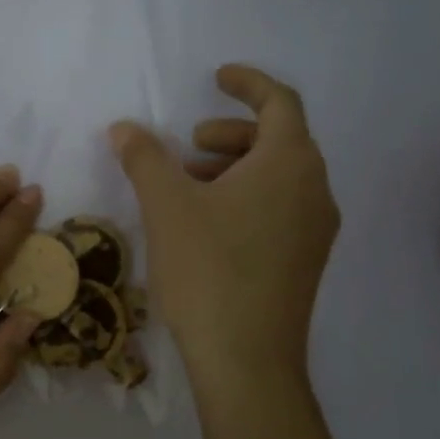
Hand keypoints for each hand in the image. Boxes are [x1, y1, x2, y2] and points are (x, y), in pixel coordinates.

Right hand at [110, 65, 337, 386]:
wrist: (248, 360)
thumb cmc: (209, 269)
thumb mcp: (166, 206)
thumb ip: (144, 158)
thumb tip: (123, 128)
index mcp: (290, 164)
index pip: (280, 102)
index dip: (248, 83)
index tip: (216, 78)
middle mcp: (314, 190)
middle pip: (279, 140)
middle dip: (231, 133)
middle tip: (188, 145)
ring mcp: (315, 230)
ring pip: (279, 177)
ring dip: (234, 167)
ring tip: (188, 187)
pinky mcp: (305, 261)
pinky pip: (280, 207)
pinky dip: (246, 197)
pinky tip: (206, 224)